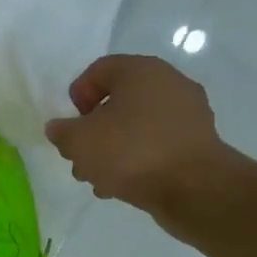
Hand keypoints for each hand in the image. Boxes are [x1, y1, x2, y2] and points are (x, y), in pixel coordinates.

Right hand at [45, 54, 240, 231]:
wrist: (193, 187)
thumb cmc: (131, 152)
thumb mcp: (79, 142)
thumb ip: (62, 132)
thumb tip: (59, 128)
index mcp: (141, 71)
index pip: (99, 70)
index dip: (78, 95)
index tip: (71, 125)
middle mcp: (168, 83)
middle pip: (118, 101)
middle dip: (93, 130)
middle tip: (81, 156)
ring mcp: (187, 113)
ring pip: (136, 126)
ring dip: (112, 149)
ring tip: (98, 178)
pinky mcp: (197, 142)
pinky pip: (157, 144)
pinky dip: (137, 159)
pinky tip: (122, 185)